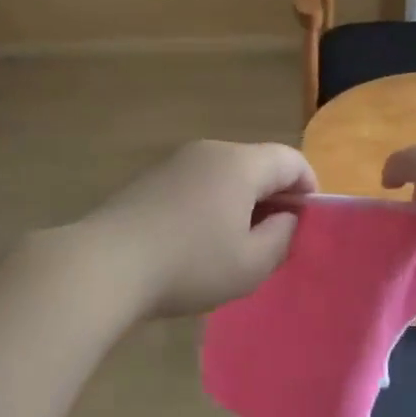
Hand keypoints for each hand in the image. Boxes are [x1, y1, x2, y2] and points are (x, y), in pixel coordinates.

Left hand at [80, 140, 315, 317]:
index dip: (309, 188)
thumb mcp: (251, 264)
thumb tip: (286, 218)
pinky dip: (212, 204)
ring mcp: (175, 162)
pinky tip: (200, 241)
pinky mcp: (150, 180)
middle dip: (275, 196)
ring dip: (242, 202)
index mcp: (240, 163)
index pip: (291, 160)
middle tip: (277, 238)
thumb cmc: (190, 265)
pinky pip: (197, 184)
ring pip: (226, 174)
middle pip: (257, 163)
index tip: (308, 222)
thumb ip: (282, 237)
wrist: (105, 265)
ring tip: (238, 244)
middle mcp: (210, 151)